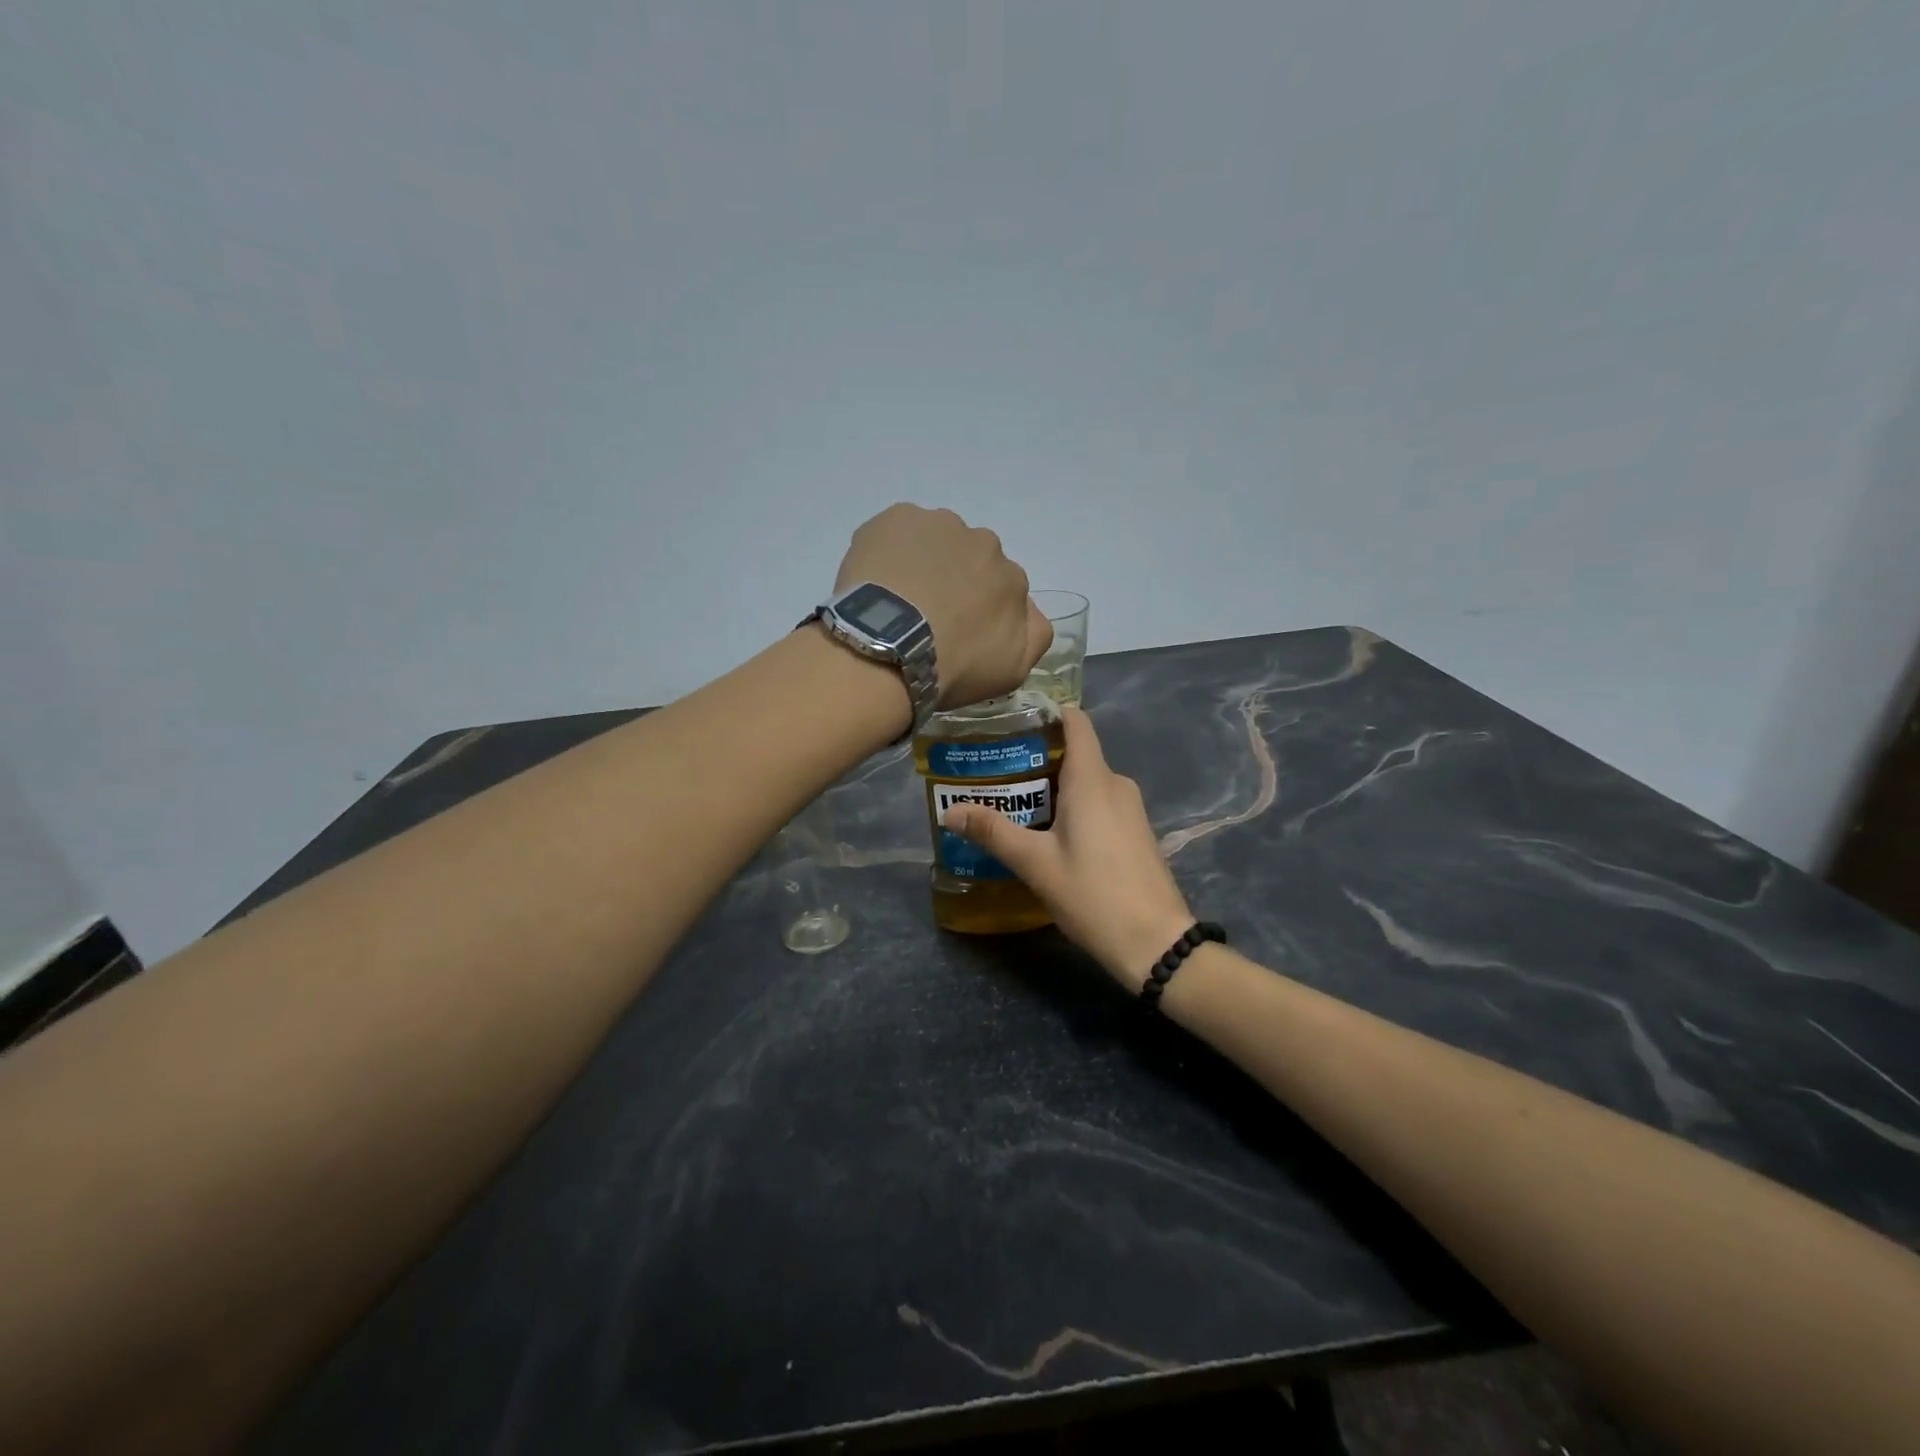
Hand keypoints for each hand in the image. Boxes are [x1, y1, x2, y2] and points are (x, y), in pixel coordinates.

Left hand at [834, 504, 1051, 709]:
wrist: (888, 648)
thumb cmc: (953, 666)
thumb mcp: (1013, 670)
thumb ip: (1035, 634)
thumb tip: (1028, 607)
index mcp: (1013, 579)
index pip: (1002, 589)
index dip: (979, 608)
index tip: (958, 629)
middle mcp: (984, 543)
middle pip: (971, 559)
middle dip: (954, 580)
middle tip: (926, 614)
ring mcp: (940, 525)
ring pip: (935, 541)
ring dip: (924, 562)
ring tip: (897, 597)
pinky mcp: (898, 517)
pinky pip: (898, 530)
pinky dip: (890, 549)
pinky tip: (876, 577)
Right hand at [942, 706, 1195, 989]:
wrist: (1156, 943)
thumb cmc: (1093, 894)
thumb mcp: (1036, 864)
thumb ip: (993, 833)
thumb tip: (950, 812)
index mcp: (1093, 779)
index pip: (1076, 722)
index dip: (1047, 713)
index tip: (1011, 719)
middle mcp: (1115, 784)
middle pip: (1075, 753)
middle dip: (1036, 758)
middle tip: (994, 771)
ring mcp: (1130, 809)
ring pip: (1086, 782)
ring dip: (1052, 787)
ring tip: (1012, 802)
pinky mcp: (1135, 832)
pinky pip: (1099, 804)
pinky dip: (1072, 807)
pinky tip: (1047, 832)